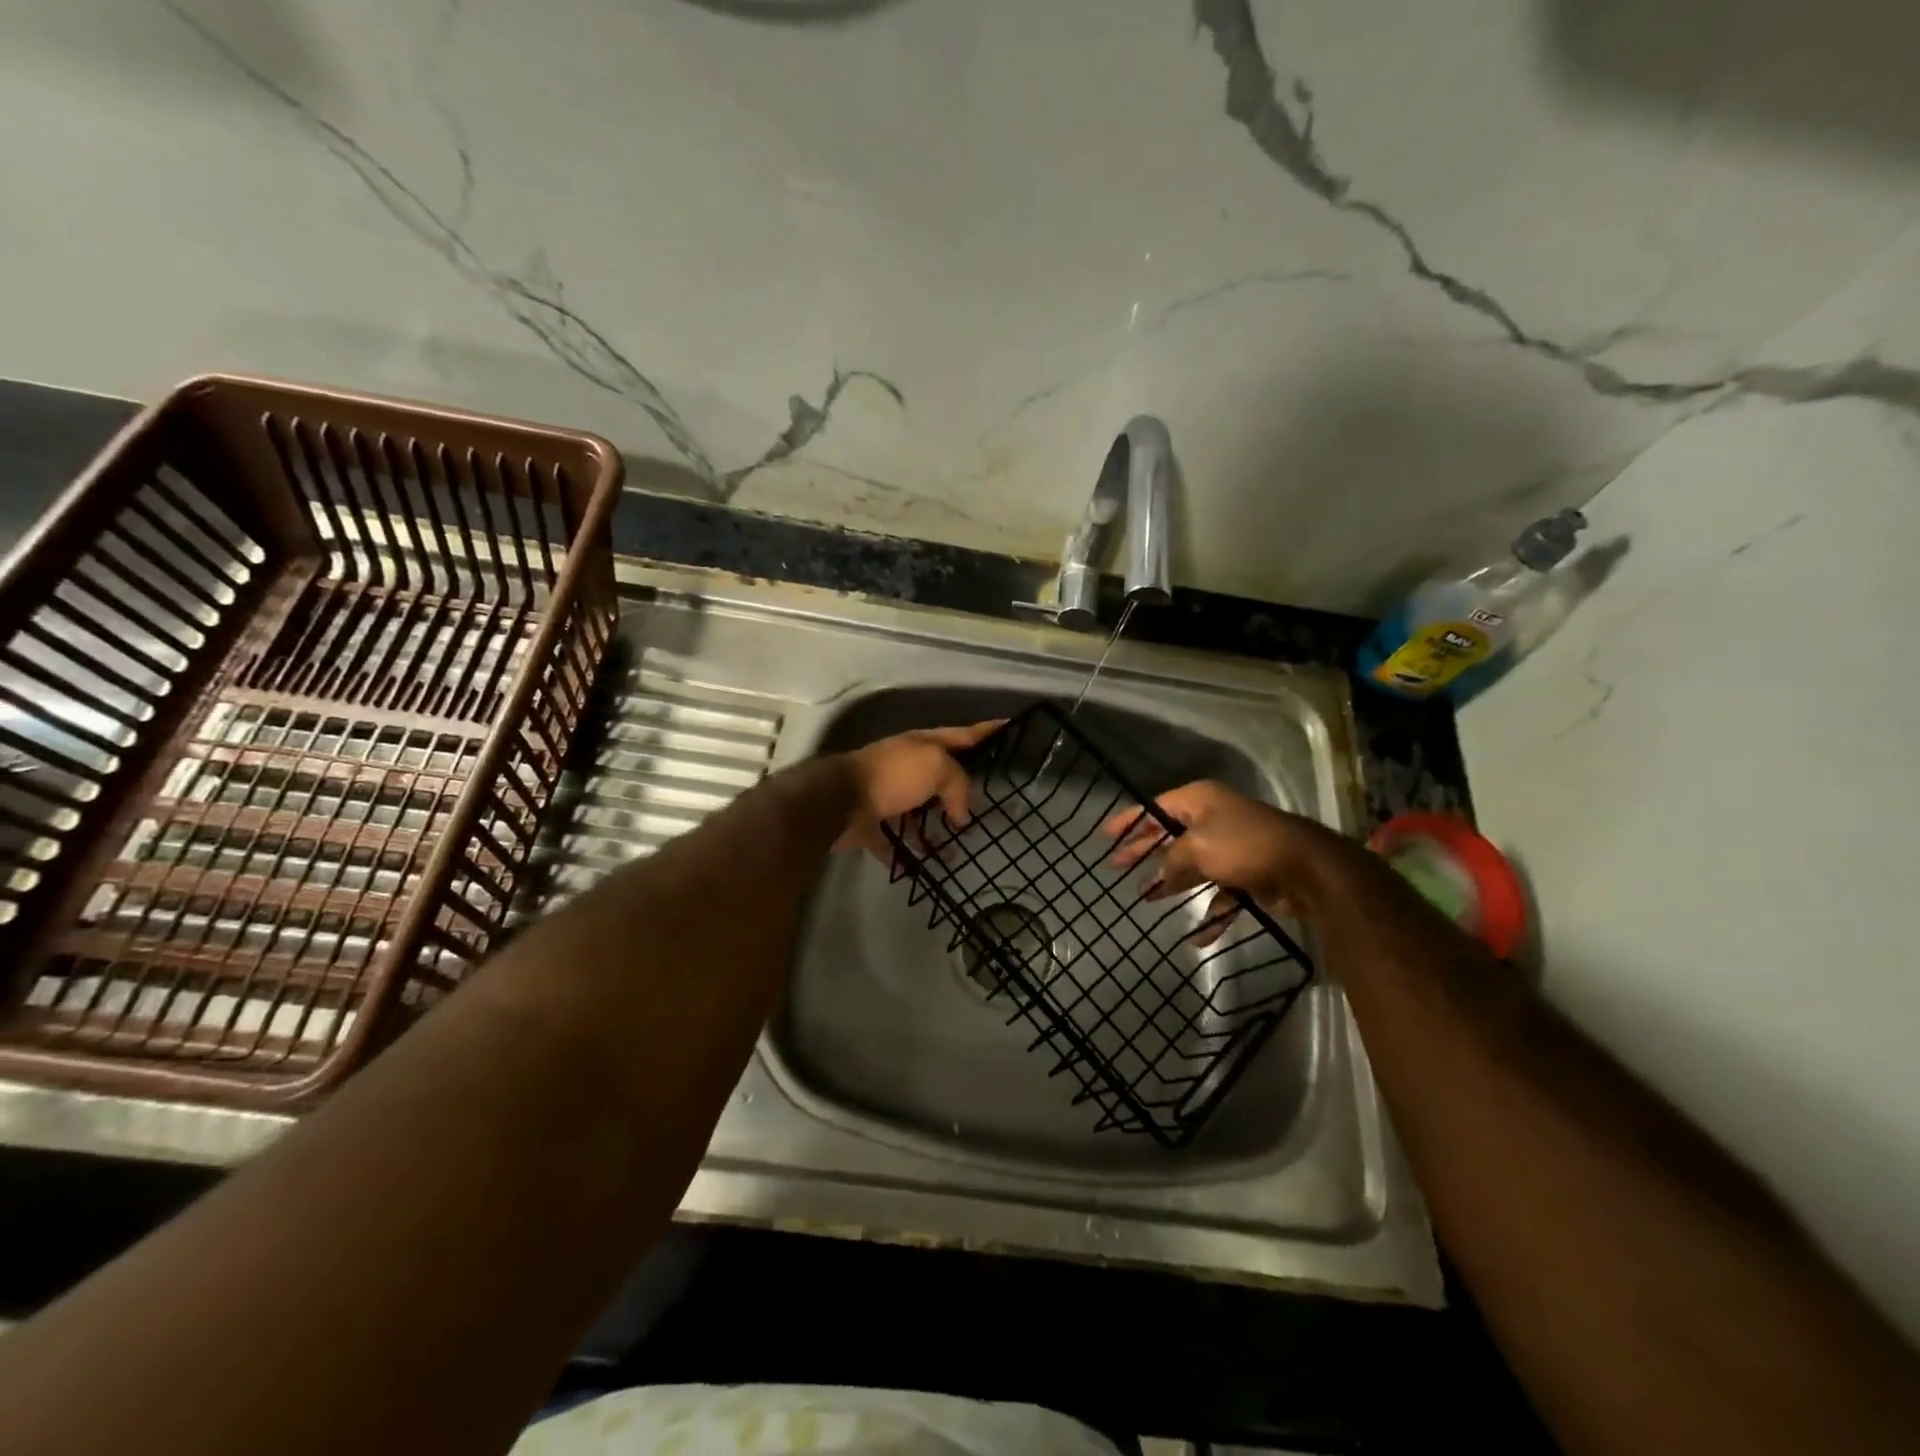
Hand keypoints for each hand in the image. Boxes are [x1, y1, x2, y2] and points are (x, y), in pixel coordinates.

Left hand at [833, 721, 1004, 858]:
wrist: (839, 801)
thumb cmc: (893, 776)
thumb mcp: (936, 767)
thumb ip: (958, 784)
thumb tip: (960, 815)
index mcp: (922, 746)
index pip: (963, 735)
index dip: (987, 731)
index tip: (1009, 726)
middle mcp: (905, 767)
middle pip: (941, 777)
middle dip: (962, 792)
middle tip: (987, 809)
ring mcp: (886, 795)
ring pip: (918, 813)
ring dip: (936, 830)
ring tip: (959, 850)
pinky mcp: (871, 824)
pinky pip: (893, 842)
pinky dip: (906, 855)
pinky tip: (922, 867)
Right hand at [1101, 780, 1362, 942]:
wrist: (1306, 868)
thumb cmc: (1243, 846)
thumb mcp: (1196, 848)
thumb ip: (1171, 862)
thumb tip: (1160, 877)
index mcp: (1200, 801)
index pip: (1155, 807)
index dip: (1130, 821)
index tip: (1106, 836)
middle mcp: (1214, 819)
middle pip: (1171, 836)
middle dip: (1146, 853)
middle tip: (1118, 867)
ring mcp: (1233, 847)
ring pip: (1194, 865)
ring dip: (1174, 883)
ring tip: (1148, 898)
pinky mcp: (1249, 874)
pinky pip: (1221, 893)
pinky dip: (1211, 912)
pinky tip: (1198, 936)